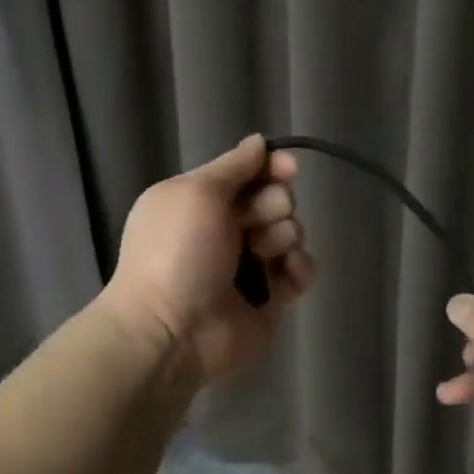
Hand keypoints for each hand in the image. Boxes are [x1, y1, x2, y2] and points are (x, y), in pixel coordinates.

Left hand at [104, 134, 314, 384]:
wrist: (172, 331)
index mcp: (202, 201)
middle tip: (251, 227)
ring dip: (283, 239)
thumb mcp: (196, 193)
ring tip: (263, 257)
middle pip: (276, 199)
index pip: (249, 172)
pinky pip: (301, 270)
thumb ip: (233, 165)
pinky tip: (286, 280)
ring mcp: (250, 265)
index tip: (289, 169)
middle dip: (273, 207)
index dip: (272, 167)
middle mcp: (227, 229)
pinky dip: (299, 270)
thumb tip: (259, 142)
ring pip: (292, 233)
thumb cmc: (177, 253)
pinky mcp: (270, 298)